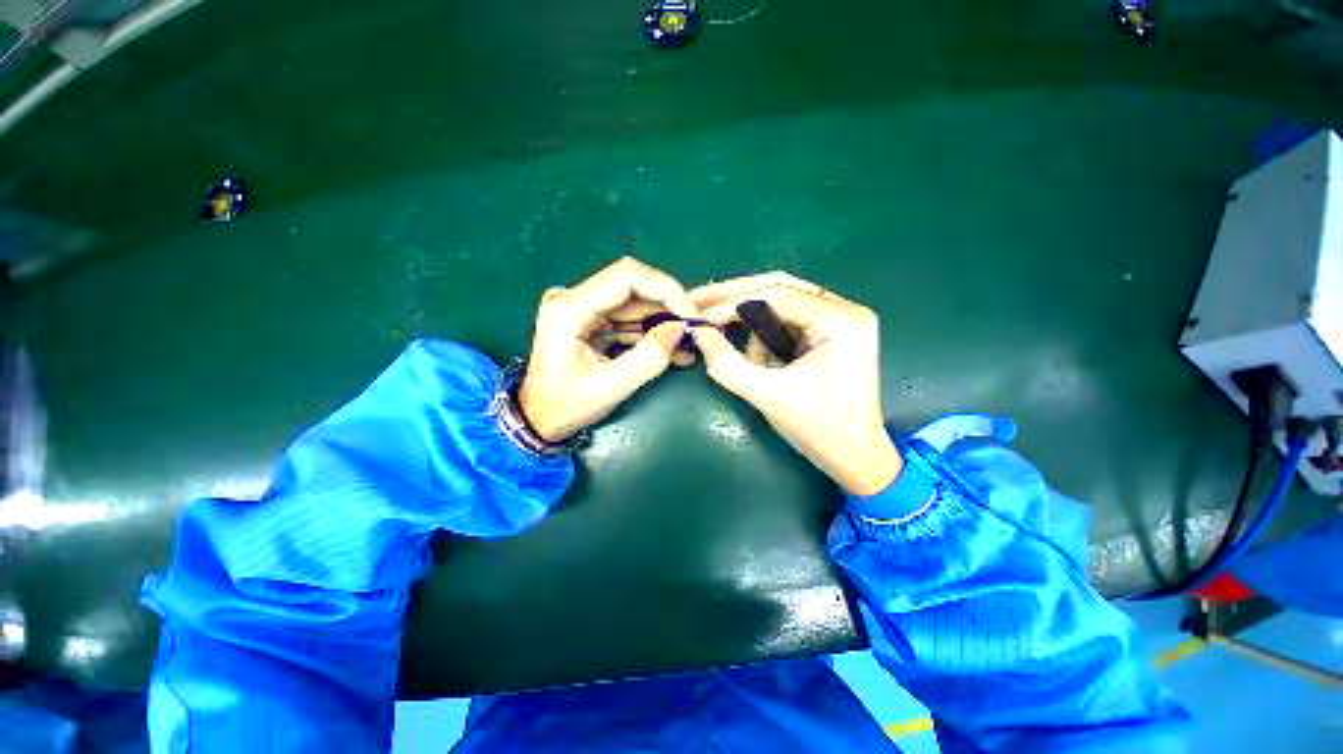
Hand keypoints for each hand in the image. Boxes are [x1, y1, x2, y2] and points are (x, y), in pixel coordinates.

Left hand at [520, 257, 697, 441]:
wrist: (537, 419)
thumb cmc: (566, 406)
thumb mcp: (610, 387)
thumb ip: (649, 358)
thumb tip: (680, 329)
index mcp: (570, 308)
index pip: (627, 276)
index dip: (666, 289)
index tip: (691, 315)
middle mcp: (574, 298)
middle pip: (633, 286)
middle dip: (668, 307)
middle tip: (694, 330)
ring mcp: (582, 307)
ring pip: (635, 302)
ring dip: (663, 321)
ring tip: (688, 345)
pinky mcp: (591, 319)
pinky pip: (628, 317)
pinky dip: (651, 331)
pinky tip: (672, 349)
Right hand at [689, 273, 902, 495]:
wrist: (854, 455)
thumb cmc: (817, 429)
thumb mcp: (766, 395)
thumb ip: (726, 364)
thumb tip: (697, 331)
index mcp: (840, 322)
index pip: (775, 296)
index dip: (731, 303)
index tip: (699, 317)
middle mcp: (845, 309)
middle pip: (778, 287)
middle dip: (734, 298)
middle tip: (698, 300)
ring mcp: (840, 318)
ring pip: (779, 302)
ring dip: (751, 323)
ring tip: (730, 342)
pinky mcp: (830, 330)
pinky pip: (786, 319)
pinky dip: (764, 334)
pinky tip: (757, 355)